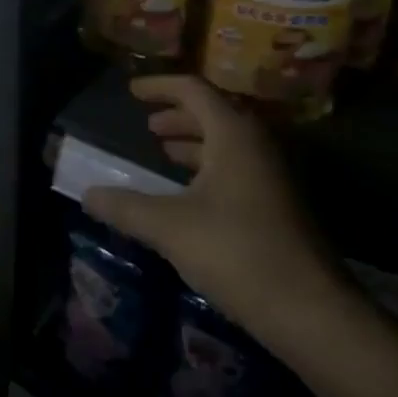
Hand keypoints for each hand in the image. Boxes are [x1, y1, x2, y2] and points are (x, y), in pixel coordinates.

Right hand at [83, 75, 347, 343]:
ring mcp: (274, 177)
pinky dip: (209, 168)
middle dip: (178, 115)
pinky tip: (190, 195)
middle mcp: (258, 146)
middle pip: (214, 114)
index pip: (194, 90)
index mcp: (234, 136)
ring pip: (228, 144)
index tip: (132, 91)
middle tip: (148, 125)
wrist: (310, 309)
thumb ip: (125, 207)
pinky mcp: (279, 206)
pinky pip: (238, 169)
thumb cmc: (236, 252)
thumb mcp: (169, 227)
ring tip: (164, 152)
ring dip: (194, 143)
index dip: (160, 86)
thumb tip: (87, 194)